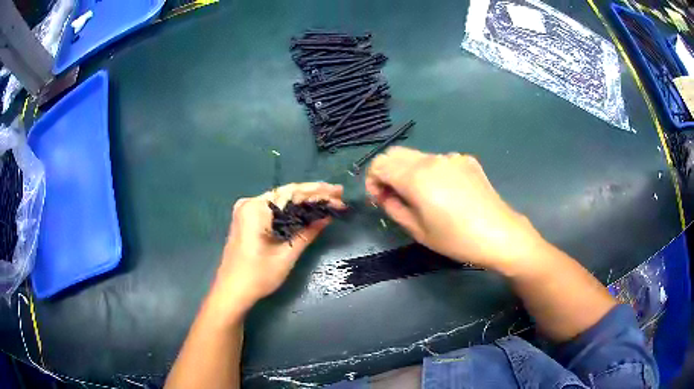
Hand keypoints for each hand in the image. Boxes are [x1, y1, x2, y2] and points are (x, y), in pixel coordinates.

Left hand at [212, 182, 344, 311]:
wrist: (231, 291)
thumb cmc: (258, 276)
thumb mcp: (287, 255)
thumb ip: (307, 232)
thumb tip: (328, 215)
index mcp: (256, 208)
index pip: (292, 193)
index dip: (318, 193)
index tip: (339, 193)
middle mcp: (249, 203)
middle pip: (286, 193)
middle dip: (313, 194)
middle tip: (338, 194)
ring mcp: (246, 210)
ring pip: (281, 200)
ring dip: (304, 200)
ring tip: (328, 198)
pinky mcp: (247, 219)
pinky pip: (273, 208)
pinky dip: (291, 209)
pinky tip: (306, 209)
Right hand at [365, 147, 545, 272]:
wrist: (499, 234)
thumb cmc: (456, 239)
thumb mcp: (418, 230)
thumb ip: (393, 208)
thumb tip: (384, 195)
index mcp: (416, 177)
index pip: (380, 164)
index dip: (372, 180)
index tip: (379, 199)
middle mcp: (432, 159)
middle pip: (396, 153)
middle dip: (387, 172)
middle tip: (394, 196)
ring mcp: (451, 157)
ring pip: (417, 156)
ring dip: (409, 171)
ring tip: (421, 196)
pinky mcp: (466, 160)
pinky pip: (439, 160)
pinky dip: (431, 171)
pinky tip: (445, 192)